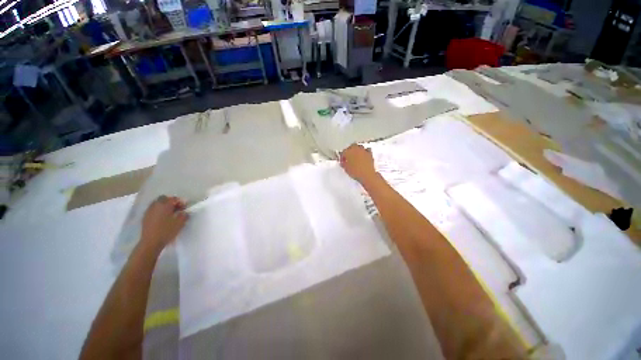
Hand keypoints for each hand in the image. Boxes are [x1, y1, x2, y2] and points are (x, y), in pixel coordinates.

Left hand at [141, 195, 187, 251]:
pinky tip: (162, 218)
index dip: (180, 202)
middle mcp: (155, 205)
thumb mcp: (180, 222)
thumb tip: (184, 212)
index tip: (184, 208)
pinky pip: (153, 210)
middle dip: (170, 202)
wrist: (151, 242)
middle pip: (163, 199)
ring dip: (164, 206)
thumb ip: (184, 215)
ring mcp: (149, 211)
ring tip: (169, 214)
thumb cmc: (167, 231)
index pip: (173, 198)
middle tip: (177, 209)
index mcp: (164, 205)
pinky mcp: (145, 217)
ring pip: (157, 204)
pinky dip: (158, 211)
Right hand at [340, 144, 377, 184]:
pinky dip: (364, 153)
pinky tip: (362, 158)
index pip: (343, 152)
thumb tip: (344, 163)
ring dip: (356, 151)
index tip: (342, 161)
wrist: (367, 175)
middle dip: (349, 151)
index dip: (342, 157)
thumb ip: (344, 164)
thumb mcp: (346, 169)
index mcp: (348, 151)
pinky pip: (366, 151)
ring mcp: (363, 150)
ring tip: (355, 158)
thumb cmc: (356, 172)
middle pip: (351, 147)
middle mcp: (356, 149)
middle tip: (348, 157)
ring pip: (359, 147)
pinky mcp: (370, 154)